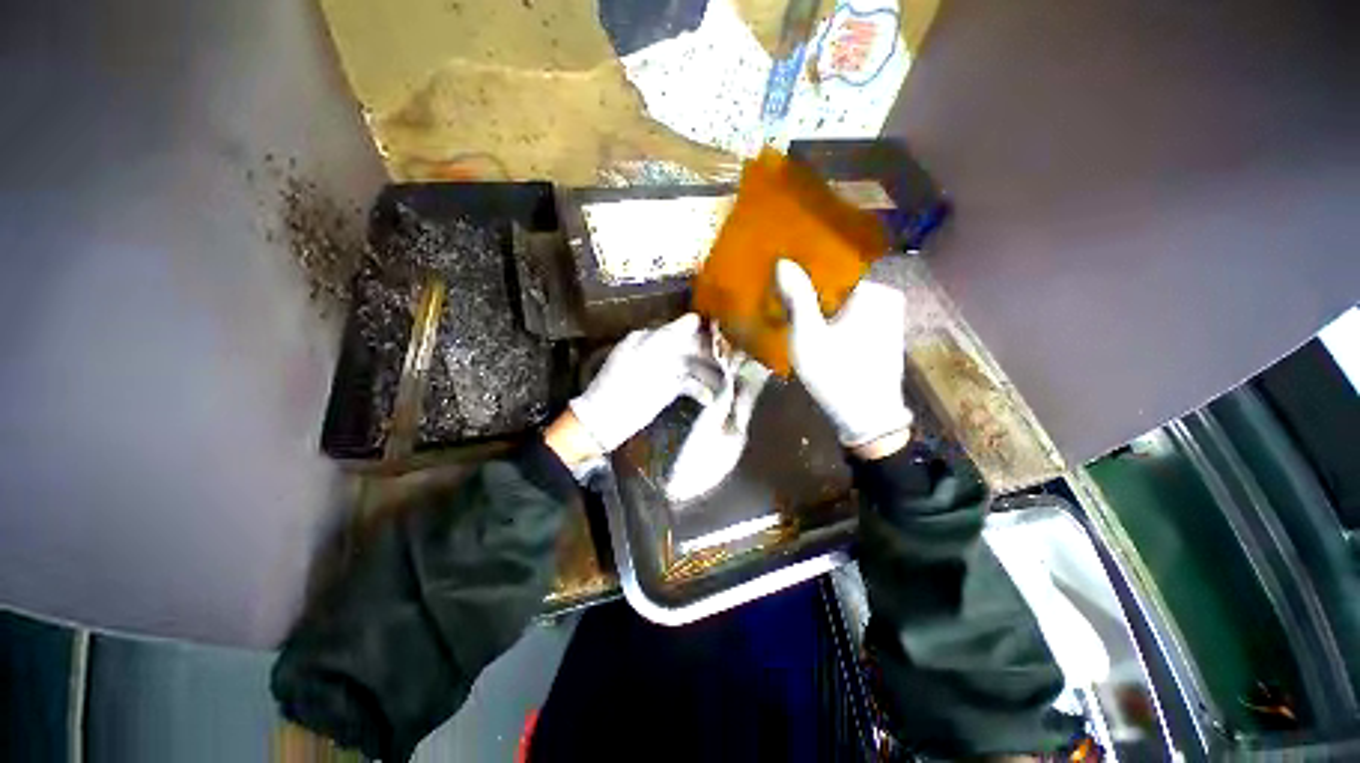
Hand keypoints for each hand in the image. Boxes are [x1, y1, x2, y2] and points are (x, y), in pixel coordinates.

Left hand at [564, 313, 714, 456]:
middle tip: (731, 360)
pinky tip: (710, 397)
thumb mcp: (645, 355)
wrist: (606, 419)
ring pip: (691, 366)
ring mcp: (662, 372)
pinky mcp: (666, 391)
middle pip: (689, 347)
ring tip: (726, 379)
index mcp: (649, 338)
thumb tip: (695, 318)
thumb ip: (670, 336)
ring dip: (708, 372)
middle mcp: (658, 351)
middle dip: (709, 353)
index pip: (681, 329)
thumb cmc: (622, 384)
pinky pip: (687, 384)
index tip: (723, 338)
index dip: (702, 332)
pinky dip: (699, 389)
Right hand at [775, 260, 911, 455]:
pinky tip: (817, 334)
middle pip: (837, 288)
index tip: (781, 287)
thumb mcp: (808, 336)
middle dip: (812, 296)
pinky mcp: (883, 335)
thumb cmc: (836, 374)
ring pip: (843, 304)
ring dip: (820, 310)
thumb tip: (784, 261)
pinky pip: (852, 318)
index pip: (832, 270)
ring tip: (795, 319)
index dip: (804, 278)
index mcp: (873, 292)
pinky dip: (833, 322)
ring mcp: (888, 318)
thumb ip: (798, 298)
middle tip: (784, 306)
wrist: (868, 419)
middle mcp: (886, 299)